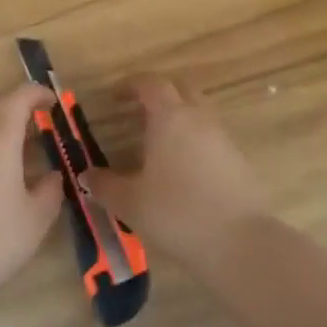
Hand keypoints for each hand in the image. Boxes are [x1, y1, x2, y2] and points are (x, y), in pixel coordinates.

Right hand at [87, 75, 267, 272]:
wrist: (239, 243)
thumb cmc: (177, 213)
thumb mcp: (130, 202)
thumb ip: (105, 185)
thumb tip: (86, 176)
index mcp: (170, 117)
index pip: (151, 83)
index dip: (131, 85)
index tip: (115, 97)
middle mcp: (199, 118)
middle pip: (180, 90)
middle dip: (159, 96)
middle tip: (138, 113)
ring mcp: (223, 139)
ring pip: (199, 114)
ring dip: (179, 120)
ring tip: (158, 145)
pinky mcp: (239, 161)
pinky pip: (212, 139)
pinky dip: (195, 144)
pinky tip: (182, 172)